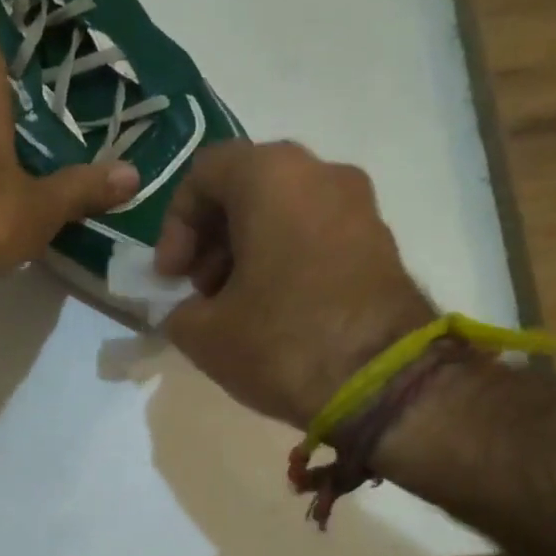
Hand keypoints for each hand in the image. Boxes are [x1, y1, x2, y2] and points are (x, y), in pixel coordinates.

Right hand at [156, 141, 435, 429]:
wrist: (385, 383)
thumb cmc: (283, 342)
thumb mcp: (205, 334)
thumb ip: (178, 311)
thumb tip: (187, 311)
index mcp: (271, 175)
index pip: (204, 173)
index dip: (174, 225)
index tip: (171, 276)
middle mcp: (321, 172)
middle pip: (247, 189)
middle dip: (212, 239)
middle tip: (200, 290)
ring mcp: (360, 205)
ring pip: (284, 211)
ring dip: (248, 251)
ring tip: (236, 306)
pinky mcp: (382, 242)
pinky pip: (317, 234)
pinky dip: (286, 259)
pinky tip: (276, 311)